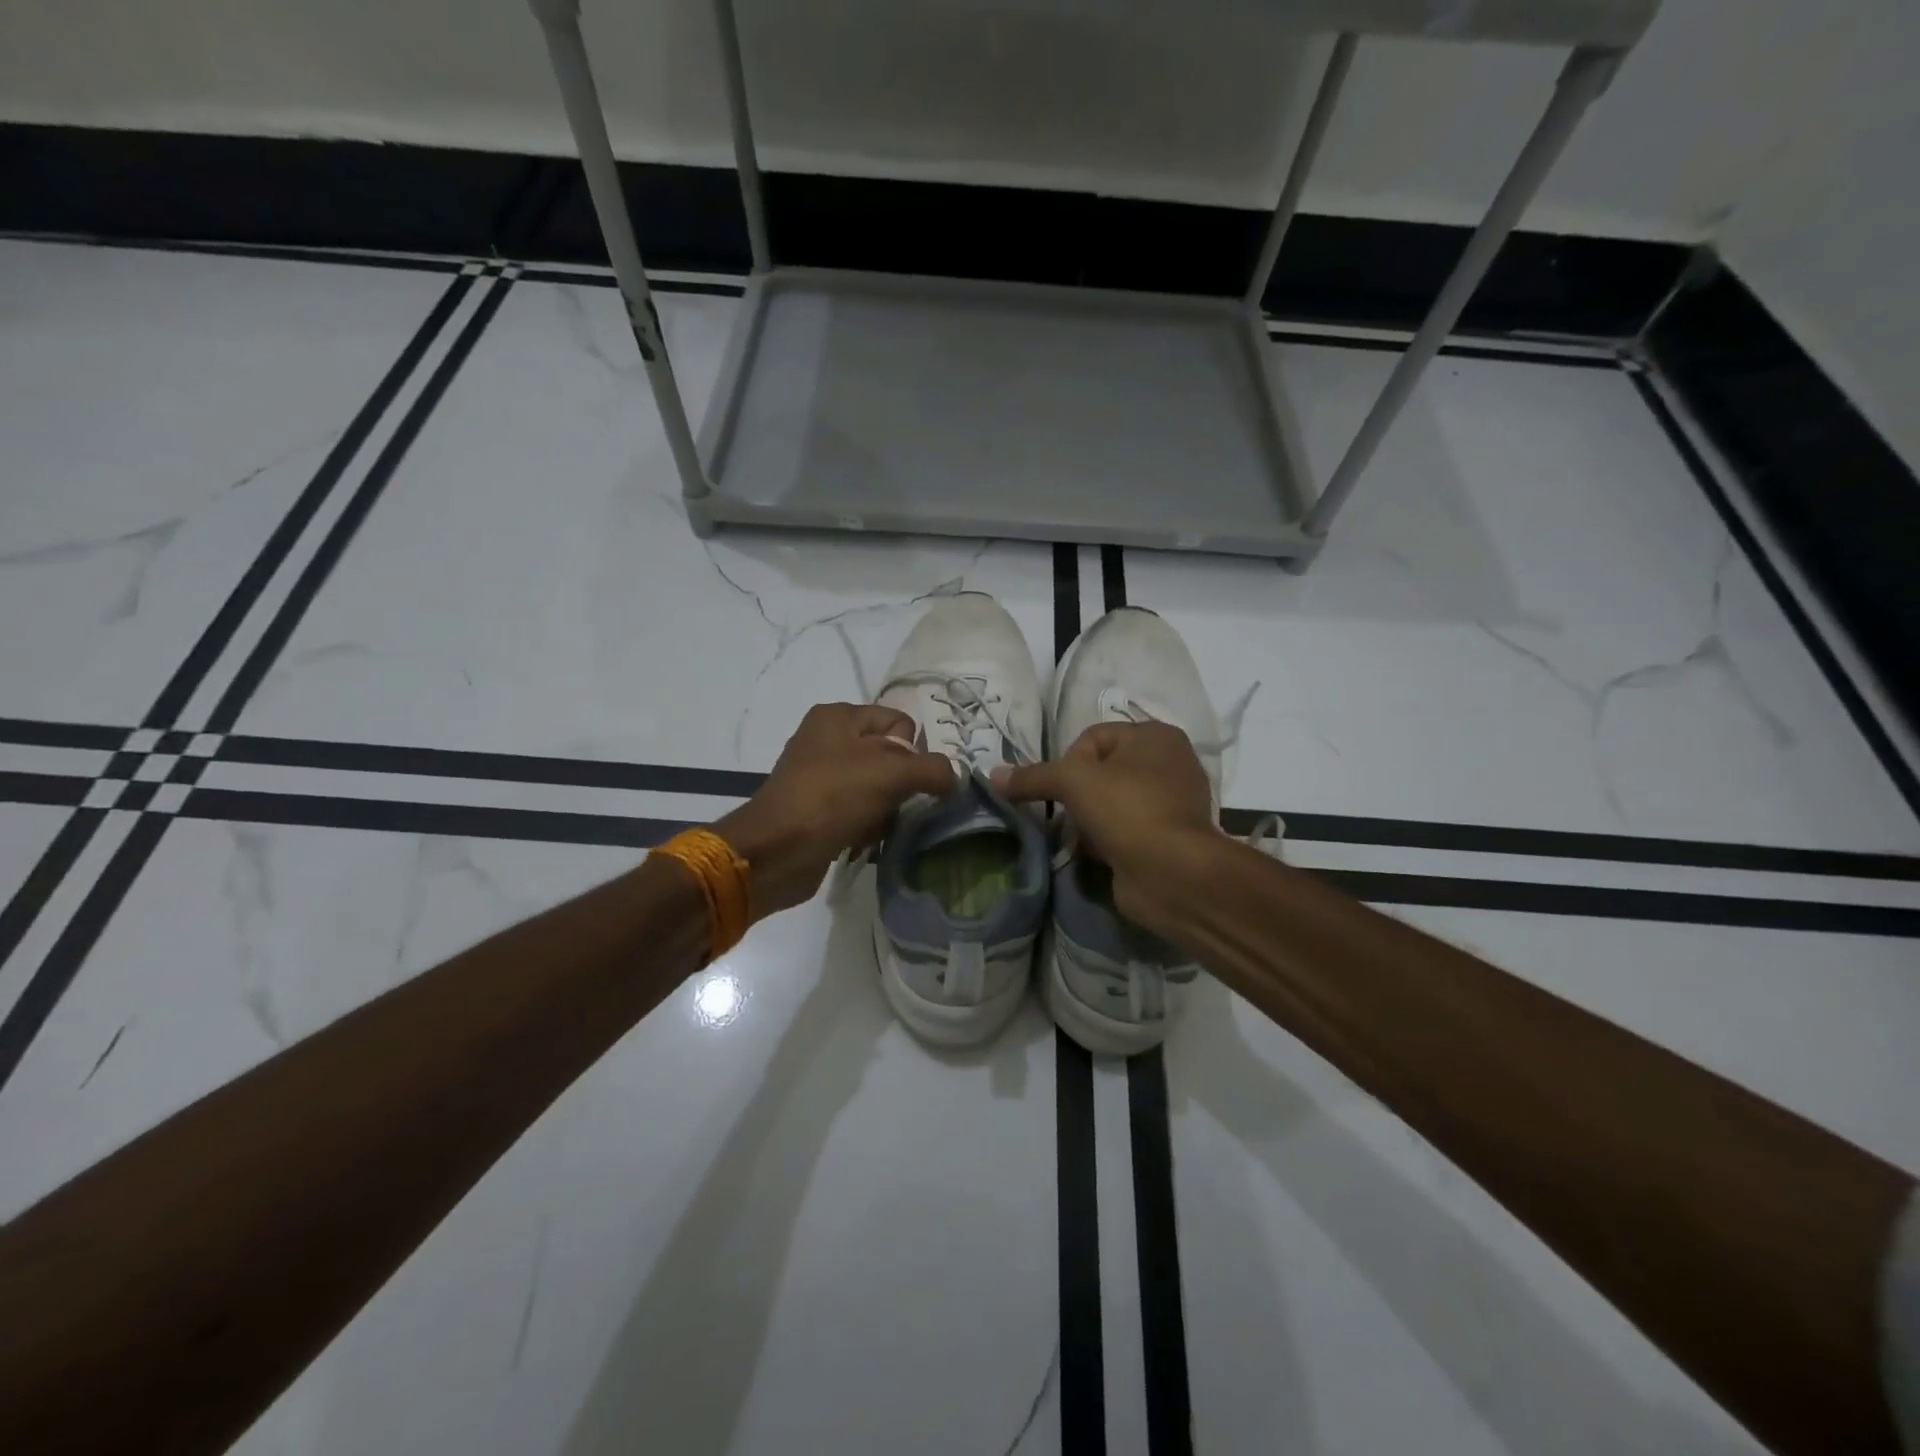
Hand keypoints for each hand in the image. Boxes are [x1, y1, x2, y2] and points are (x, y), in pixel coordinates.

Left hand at [716, 704, 953, 917]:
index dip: (913, 752)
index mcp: (839, 716)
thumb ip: (933, 770)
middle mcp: (827, 738)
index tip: (907, 781)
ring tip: (878, 827)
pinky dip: (868, 824)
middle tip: (894, 806)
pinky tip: (864, 839)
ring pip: (877, 786)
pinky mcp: (816, 809)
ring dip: (886, 809)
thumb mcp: (891, 774)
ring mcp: (819, 775)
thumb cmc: (832, 798)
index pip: (900, 722)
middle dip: (901, 785)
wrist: (775, 852)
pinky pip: (858, 810)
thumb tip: (954, 779)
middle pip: (890, 756)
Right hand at [993, 722, 1217, 937]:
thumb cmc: (1127, 810)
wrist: (1173, 874)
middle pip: (1100, 771)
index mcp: (1156, 735)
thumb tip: (993, 775)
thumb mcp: (1073, 781)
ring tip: (1082, 838)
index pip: (1093, 737)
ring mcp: (1171, 803)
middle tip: (1070, 815)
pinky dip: (1106, 840)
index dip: (1069, 762)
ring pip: (1110, 803)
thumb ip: (1032, 776)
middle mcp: (1169, 762)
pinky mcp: (1167, 838)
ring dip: (1089, 820)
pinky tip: (1098, 854)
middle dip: (1077, 795)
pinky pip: (1124, 829)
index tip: (1062, 790)